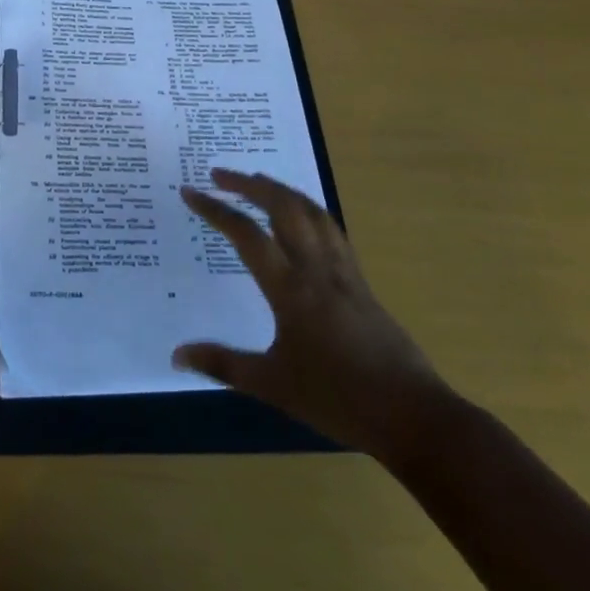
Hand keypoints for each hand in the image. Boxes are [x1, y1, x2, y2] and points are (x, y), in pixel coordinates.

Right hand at [174, 168, 445, 461]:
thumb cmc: (338, 399)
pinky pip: (332, 230)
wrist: (413, 415)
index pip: (246, 235)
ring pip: (313, 212)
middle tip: (219, 175)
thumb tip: (176, 354)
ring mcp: (344, 272)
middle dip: (249, 184)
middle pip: (283, 207)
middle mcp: (317, 268)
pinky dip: (310, 210)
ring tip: (258, 182)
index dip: (214, 209)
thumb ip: (222, 364)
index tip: (189, 192)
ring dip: (281, 190)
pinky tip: (303, 218)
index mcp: (290, 289)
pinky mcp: (362, 282)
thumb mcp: (272, 385)